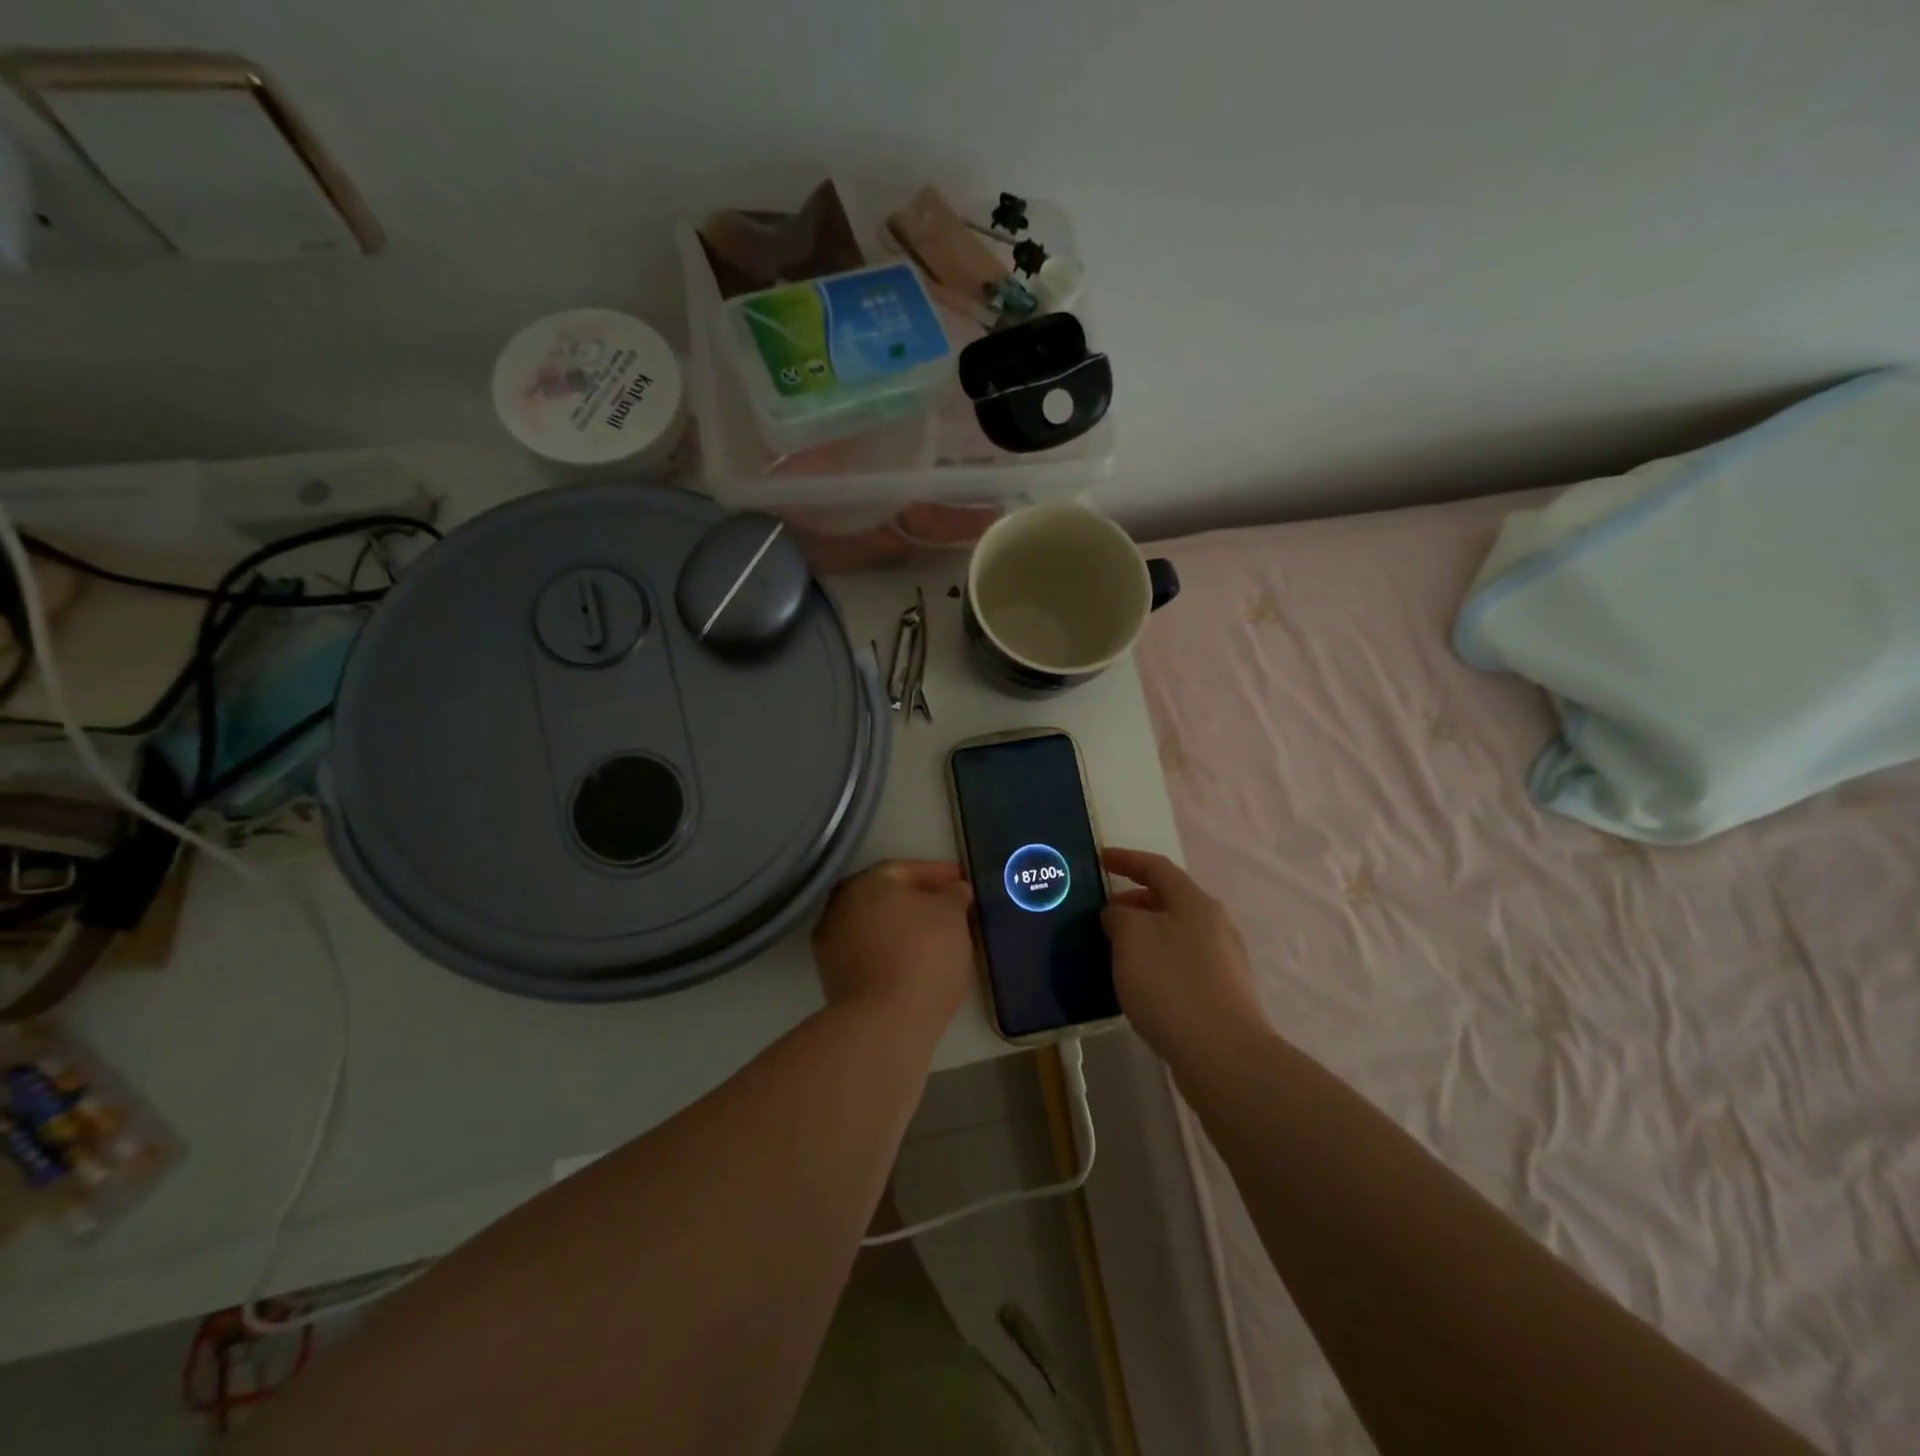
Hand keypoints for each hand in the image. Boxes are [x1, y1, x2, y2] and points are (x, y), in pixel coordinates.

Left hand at [812, 860, 975, 1029]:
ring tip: (939, 939)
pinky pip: (872, 953)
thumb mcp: (952, 915)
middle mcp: (839, 907)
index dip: (938, 874)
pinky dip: (894, 952)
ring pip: (878, 927)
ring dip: (905, 928)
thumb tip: (953, 889)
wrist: (885, 1023)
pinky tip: (919, 964)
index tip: (963, 882)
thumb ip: (953, 894)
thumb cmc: (923, 954)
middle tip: (951, 909)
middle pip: (887, 898)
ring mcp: (831, 945)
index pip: (906, 869)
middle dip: (919, 901)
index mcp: (864, 883)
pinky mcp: (834, 979)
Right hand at [1102, 848, 1267, 1064]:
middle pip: (1169, 901)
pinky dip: (1156, 963)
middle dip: (1134, 902)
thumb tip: (1120, 916)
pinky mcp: (1222, 995)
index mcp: (1194, 902)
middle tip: (1103, 915)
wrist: (1223, 1055)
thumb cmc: (1171, 983)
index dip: (1126, 860)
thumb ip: (1119, 916)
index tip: (1100, 859)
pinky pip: (1181, 965)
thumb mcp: (1131, 937)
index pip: (1157, 867)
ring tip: (1114, 951)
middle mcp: (1214, 925)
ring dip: (1144, 935)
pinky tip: (1139, 985)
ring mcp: (1222, 962)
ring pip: (1175, 934)